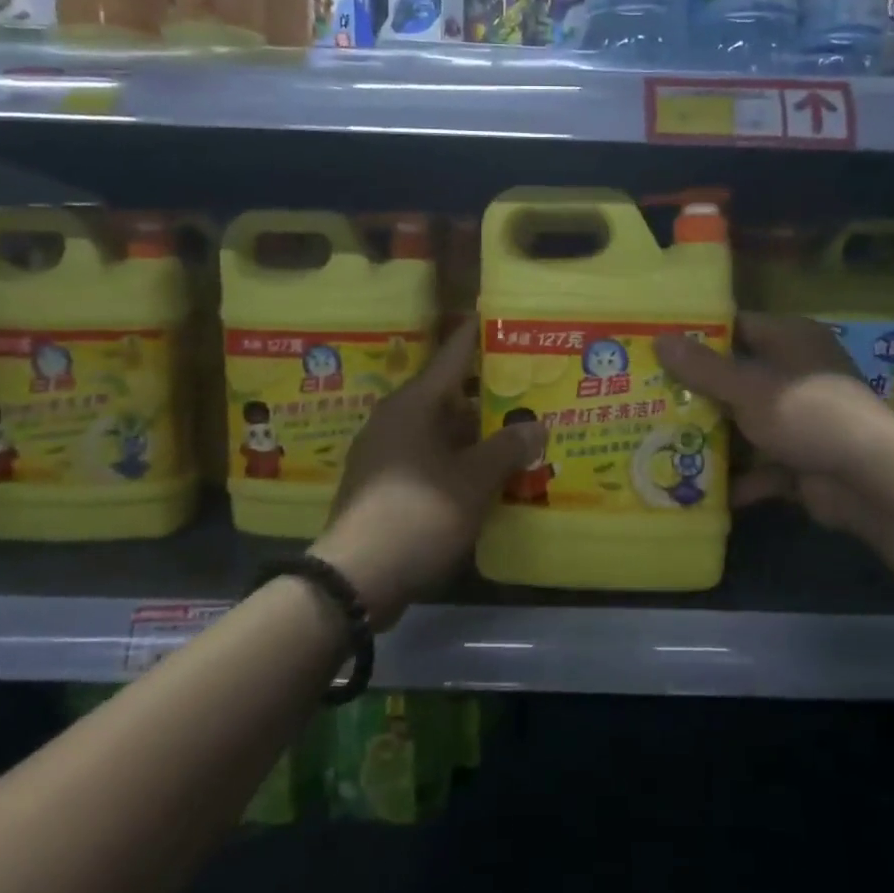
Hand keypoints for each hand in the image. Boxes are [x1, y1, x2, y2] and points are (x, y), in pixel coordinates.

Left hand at [317, 319, 544, 626]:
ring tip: (520, 431)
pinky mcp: (386, 484)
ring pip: (442, 431)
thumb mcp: (473, 481)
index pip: (452, 356)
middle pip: (451, 395)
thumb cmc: (418, 514)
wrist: (356, 577)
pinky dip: (460, 460)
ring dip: (478, 433)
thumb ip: (508, 448)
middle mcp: (398, 419)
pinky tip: (490, 473)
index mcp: (414, 405)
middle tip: (530, 387)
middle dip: (490, 394)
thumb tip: (537, 425)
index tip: (498, 316)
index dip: (477, 336)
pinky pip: (432, 459)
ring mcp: (388, 453)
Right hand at [656, 312, 878, 534]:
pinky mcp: (802, 459)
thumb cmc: (805, 413)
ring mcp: (800, 418)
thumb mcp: (747, 387)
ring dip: (713, 438)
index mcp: (790, 340)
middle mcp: (796, 373)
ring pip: (746, 424)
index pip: (737, 327)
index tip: (657, 347)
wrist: (868, 479)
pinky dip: (738, 478)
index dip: (697, 337)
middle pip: (737, 378)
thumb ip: (702, 368)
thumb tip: (659, 340)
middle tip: (647, 397)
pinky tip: (700, 491)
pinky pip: (761, 465)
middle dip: (696, 393)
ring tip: (662, 442)